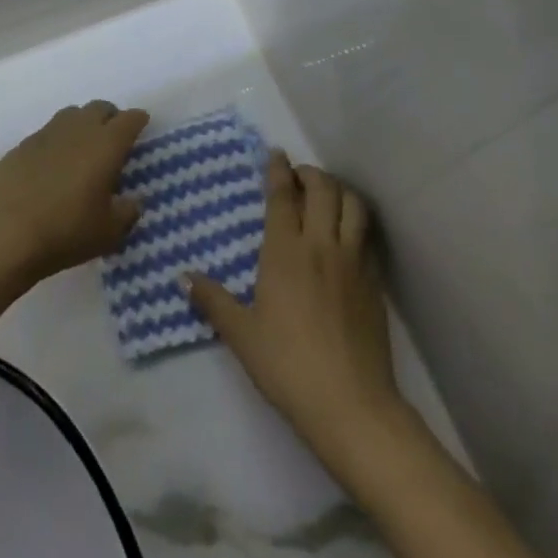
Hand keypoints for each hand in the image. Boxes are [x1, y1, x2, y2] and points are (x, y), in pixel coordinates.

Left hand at [0, 101, 150, 283]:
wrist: (3, 234)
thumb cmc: (65, 231)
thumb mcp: (109, 232)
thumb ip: (127, 212)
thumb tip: (131, 201)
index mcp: (106, 144)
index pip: (130, 119)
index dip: (138, 121)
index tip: (141, 128)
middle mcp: (78, 129)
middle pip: (100, 108)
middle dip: (111, 118)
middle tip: (113, 141)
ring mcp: (46, 134)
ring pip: (71, 114)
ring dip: (82, 124)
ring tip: (83, 150)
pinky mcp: (21, 145)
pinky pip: (47, 133)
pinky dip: (57, 141)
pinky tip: (52, 166)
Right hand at [186, 152, 407, 474]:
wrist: (351, 404)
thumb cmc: (288, 366)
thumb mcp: (242, 335)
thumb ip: (213, 301)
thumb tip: (183, 276)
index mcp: (285, 251)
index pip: (282, 195)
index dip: (278, 169)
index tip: (275, 153)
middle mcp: (321, 244)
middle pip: (322, 188)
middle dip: (310, 173)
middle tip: (298, 175)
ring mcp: (353, 261)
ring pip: (352, 204)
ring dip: (339, 190)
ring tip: (326, 195)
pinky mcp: (374, 281)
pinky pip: (367, 235)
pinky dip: (356, 220)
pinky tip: (347, 233)